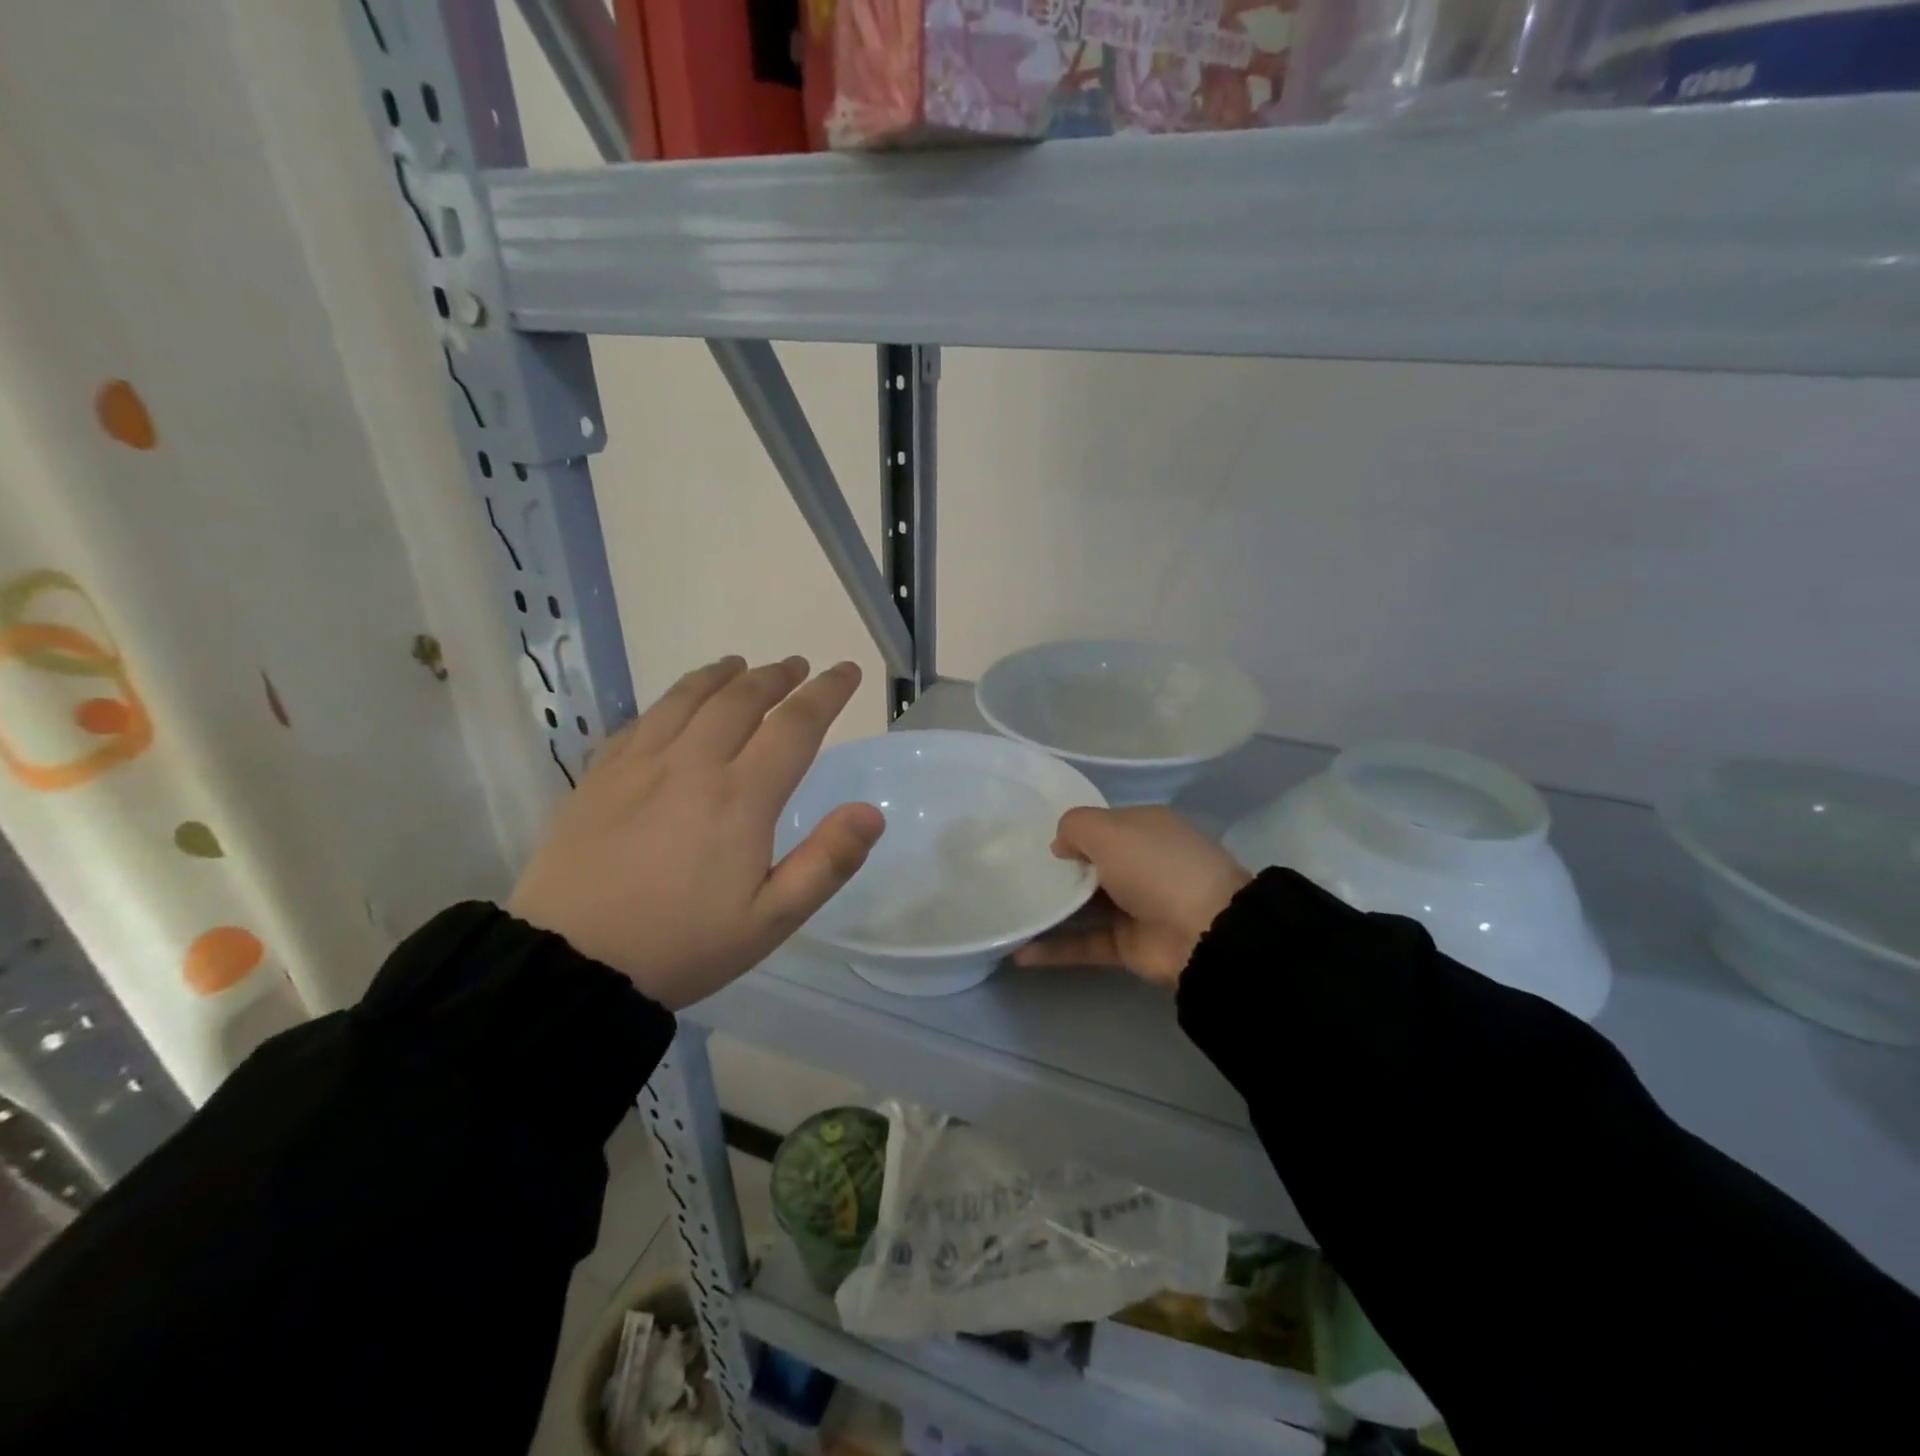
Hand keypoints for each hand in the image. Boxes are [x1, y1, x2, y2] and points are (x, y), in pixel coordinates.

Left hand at [508, 656, 883, 1009]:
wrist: (569, 965)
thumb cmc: (681, 945)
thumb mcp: (770, 920)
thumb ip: (827, 863)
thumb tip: (871, 812)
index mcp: (740, 797)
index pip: (795, 725)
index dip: (826, 692)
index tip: (846, 671)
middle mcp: (691, 764)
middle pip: (740, 699)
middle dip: (775, 676)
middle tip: (795, 666)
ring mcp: (638, 765)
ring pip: (686, 699)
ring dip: (721, 676)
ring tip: (738, 666)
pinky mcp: (598, 777)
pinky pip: (640, 721)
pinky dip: (669, 702)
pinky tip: (674, 707)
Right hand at [1014, 806, 1249, 987]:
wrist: (1205, 932)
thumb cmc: (1155, 866)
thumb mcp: (1109, 830)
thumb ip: (1075, 827)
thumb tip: (1060, 846)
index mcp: (1144, 829)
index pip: (1101, 825)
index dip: (1070, 832)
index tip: (1032, 841)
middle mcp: (1139, 865)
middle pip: (1090, 866)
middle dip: (1055, 871)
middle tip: (1011, 875)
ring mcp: (1134, 907)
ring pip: (1083, 907)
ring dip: (1049, 910)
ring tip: (1007, 911)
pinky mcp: (1126, 946)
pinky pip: (1083, 944)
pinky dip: (1053, 949)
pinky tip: (1017, 951)